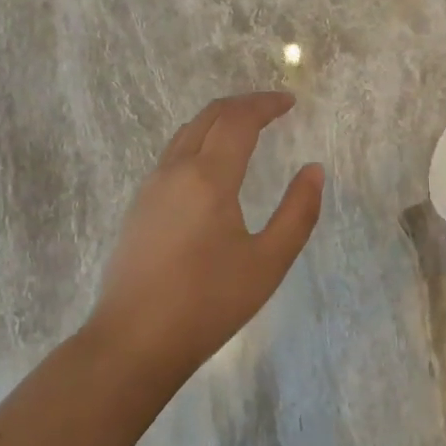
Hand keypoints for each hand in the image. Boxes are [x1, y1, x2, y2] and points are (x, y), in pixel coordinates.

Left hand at [87, 92, 323, 379]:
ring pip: (187, 132)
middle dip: (243, 104)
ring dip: (219, 120)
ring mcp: (151, 187)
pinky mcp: (139, 206)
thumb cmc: (207, 304)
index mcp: (208, 177)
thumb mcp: (268, 263)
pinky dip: (201, 139)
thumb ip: (298, 212)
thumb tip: (314, 170)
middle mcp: (176, 170)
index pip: (239, 119)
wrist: (132, 344)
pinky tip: (213, 165)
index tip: (290, 102)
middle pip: (210, 116)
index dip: (266, 103)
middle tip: (273, 108)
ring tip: (247, 129)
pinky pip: (174, 153)